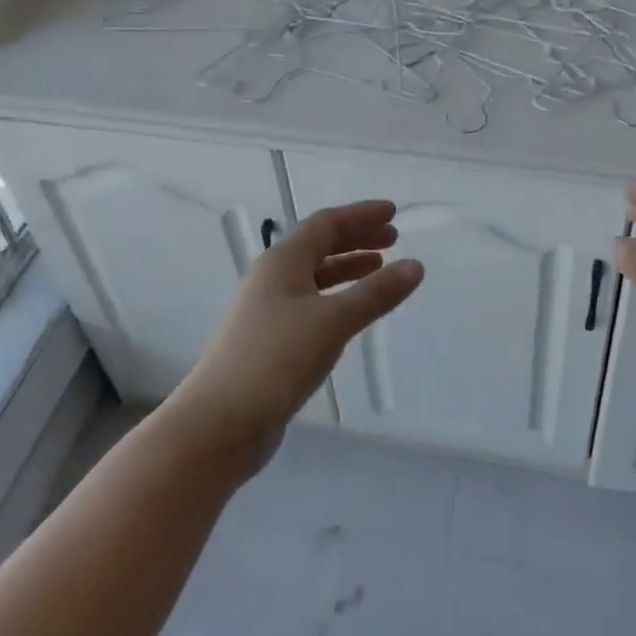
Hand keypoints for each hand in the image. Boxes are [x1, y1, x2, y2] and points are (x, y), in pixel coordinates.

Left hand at [172, 201, 423, 471]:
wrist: (219, 424)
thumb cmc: (276, 360)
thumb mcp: (333, 321)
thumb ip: (376, 293)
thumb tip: (416, 266)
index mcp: (282, 261)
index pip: (326, 223)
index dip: (361, 215)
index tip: (394, 212)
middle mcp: (273, 278)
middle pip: (319, 246)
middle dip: (357, 238)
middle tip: (393, 239)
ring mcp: (269, 310)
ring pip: (315, 276)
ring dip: (348, 267)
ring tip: (380, 269)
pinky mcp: (271, 340)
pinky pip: (311, 303)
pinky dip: (337, 297)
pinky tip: (353, 311)